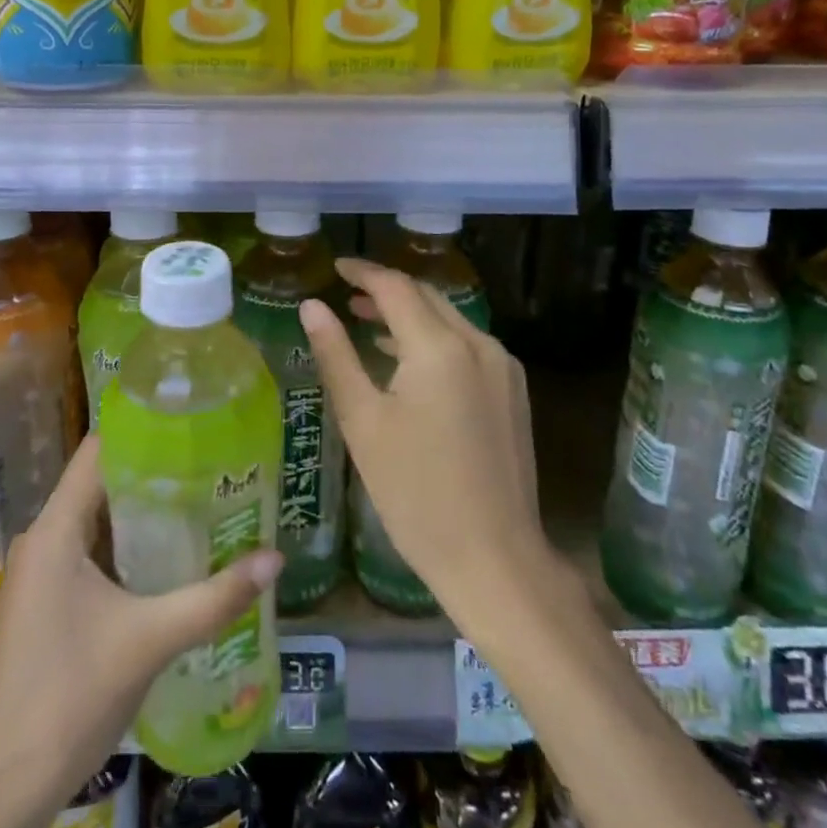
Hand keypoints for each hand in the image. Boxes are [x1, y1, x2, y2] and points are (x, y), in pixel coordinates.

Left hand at [0, 437, 281, 827]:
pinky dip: (130, 541)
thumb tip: (275, 558)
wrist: (10, 783)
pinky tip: (172, 549)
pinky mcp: (49, 598)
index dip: (143, 430)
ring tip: (202, 494)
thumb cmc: (72, 696)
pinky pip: (92, 548)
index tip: (191, 422)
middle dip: (155, 469)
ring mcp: (43, 570)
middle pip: (102, 481)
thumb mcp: (151, 640)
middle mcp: (44, 538)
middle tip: (211, 460)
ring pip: (98, 517)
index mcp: (56, 530)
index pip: (99, 451)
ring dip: (144, 508)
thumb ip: (215, 597)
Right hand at [299, 258, 546, 615]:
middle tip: (348, 295)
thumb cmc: (415, 492)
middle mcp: (478, 344)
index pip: (396, 287)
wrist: (495, 559)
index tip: (336, 268)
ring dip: (411, 314)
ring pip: (450, 320)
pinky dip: (434, 339)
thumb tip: (313, 306)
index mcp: (440, 347)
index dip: (363, 273)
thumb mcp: (363, 421)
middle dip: (387, 290)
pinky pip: (468, 346)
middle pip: (427, 297)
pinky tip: (410, 361)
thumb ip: (336, 355)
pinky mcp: (513, 392)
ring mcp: (502, 368)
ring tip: (370, 322)